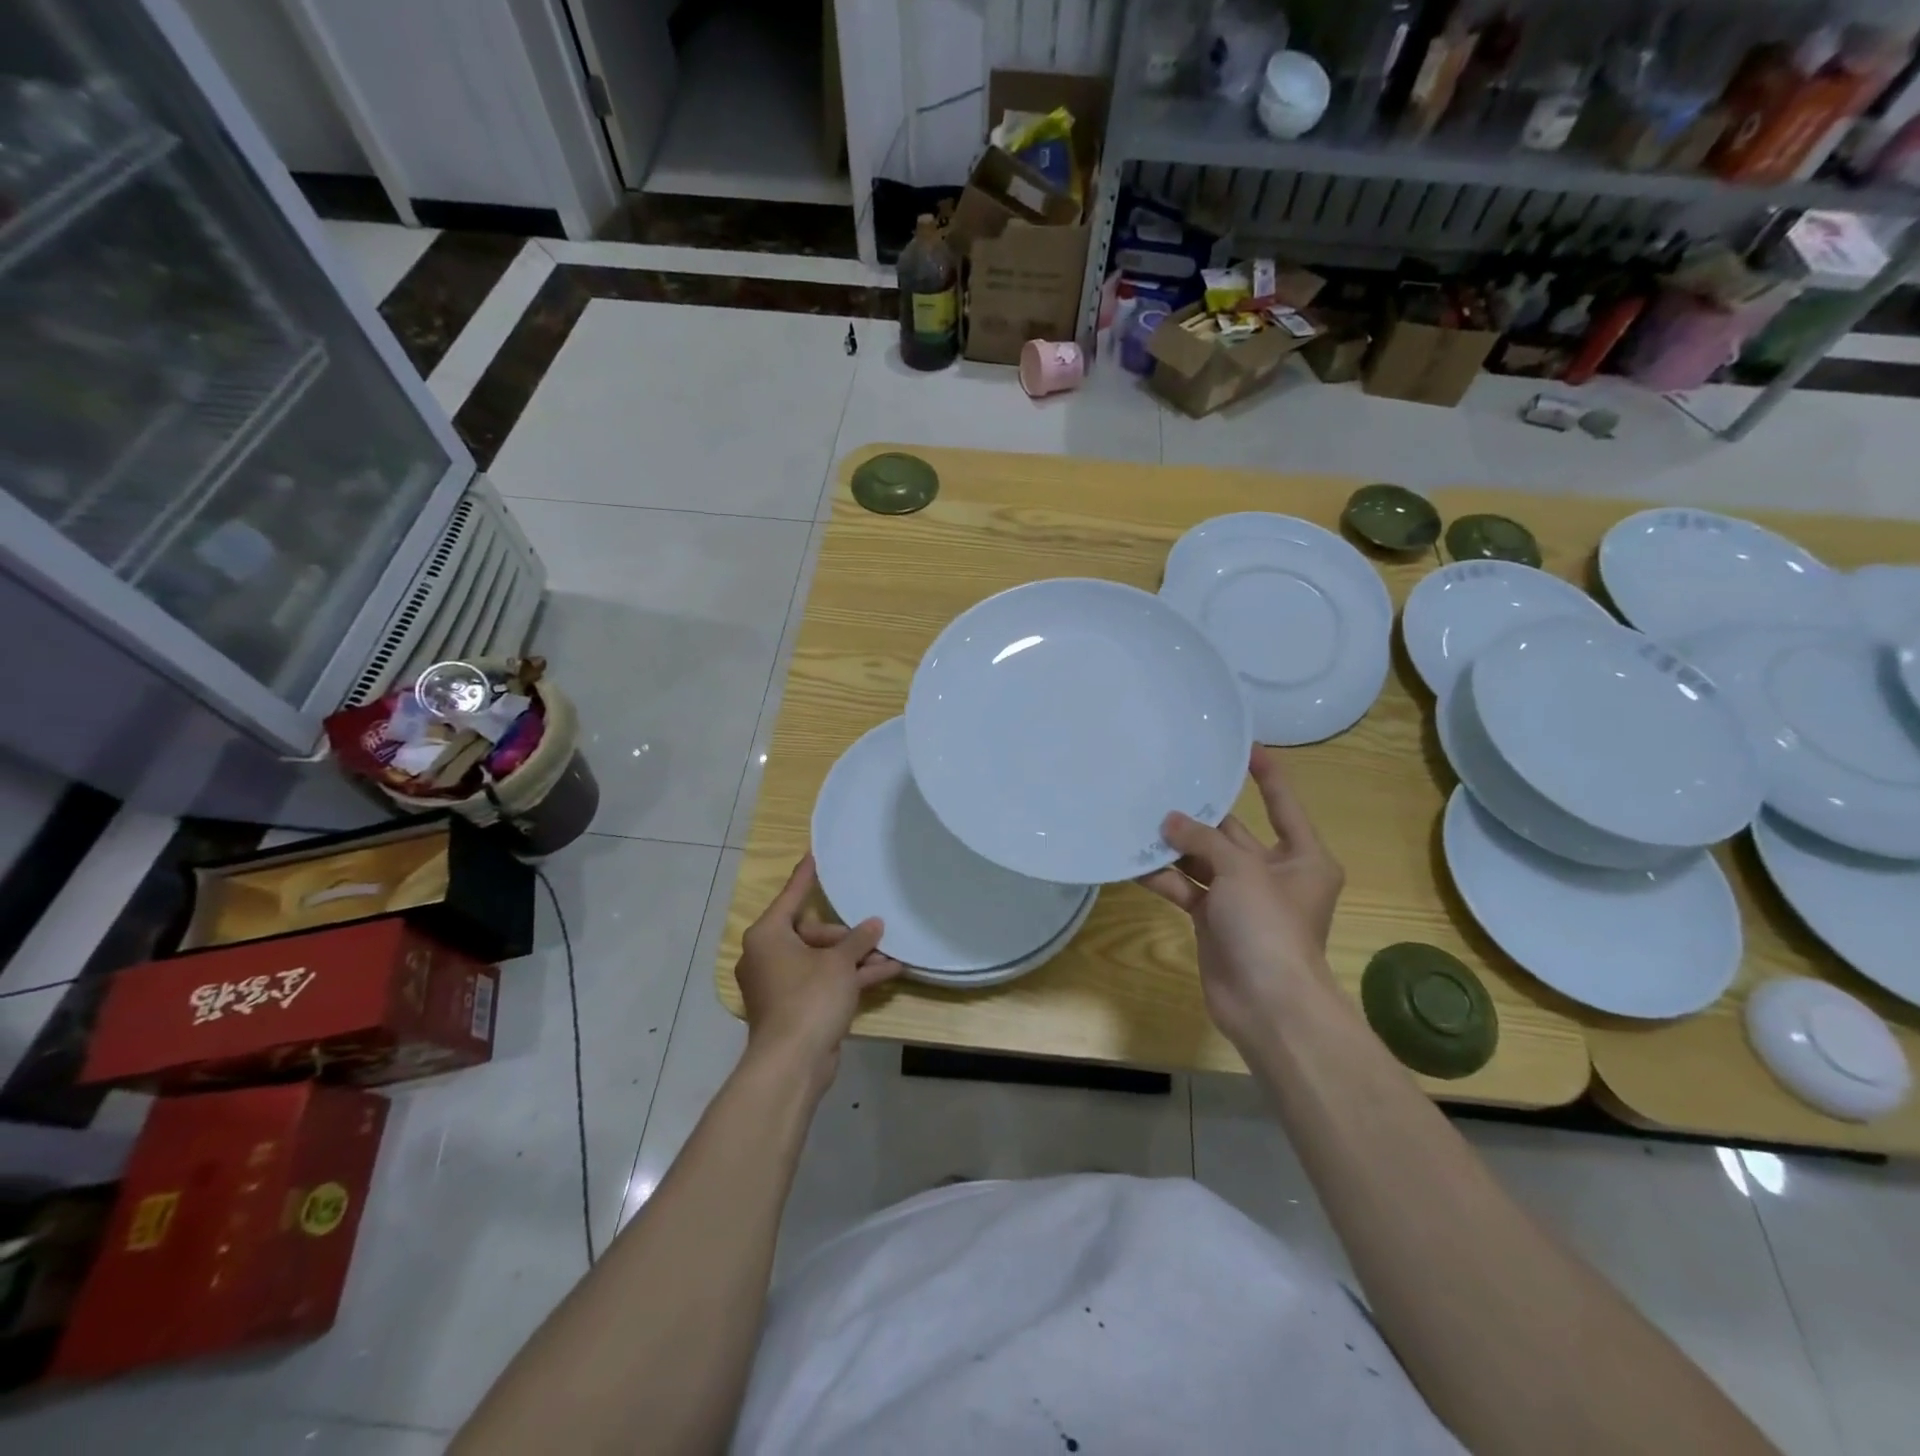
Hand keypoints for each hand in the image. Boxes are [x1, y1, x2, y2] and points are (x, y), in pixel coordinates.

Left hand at [736, 854, 903, 1089]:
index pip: (792, 896)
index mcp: (768, 935)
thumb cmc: (809, 998)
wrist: (792, 1062)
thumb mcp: (839, 964)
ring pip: (821, 960)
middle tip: (876, 936)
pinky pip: (823, 982)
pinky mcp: (793, 1007)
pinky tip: (885, 973)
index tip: (814, 855)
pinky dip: (848, 979)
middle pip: (812, 933)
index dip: (805, 876)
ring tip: (890, 954)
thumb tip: (874, 924)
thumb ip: (858, 940)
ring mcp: (780, 984)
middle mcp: (768, 955)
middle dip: (847, 936)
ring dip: (854, 959)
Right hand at [1138, 746, 1344, 1052]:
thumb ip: (1203, 841)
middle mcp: (1273, 872)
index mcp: (1303, 857)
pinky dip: (1163, 878)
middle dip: (1199, 815)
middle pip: (1232, 833)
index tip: (1242, 746)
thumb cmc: (1270, 927)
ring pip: (1203, 861)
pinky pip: (1186, 888)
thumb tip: (1168, 821)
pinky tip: (1131, 863)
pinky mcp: (1214, 919)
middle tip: (1162, 786)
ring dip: (1174, 847)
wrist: (1267, 1004)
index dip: (1265, 774)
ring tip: (1137, 820)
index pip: (1282, 804)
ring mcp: (1241, 898)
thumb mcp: (1242, 872)